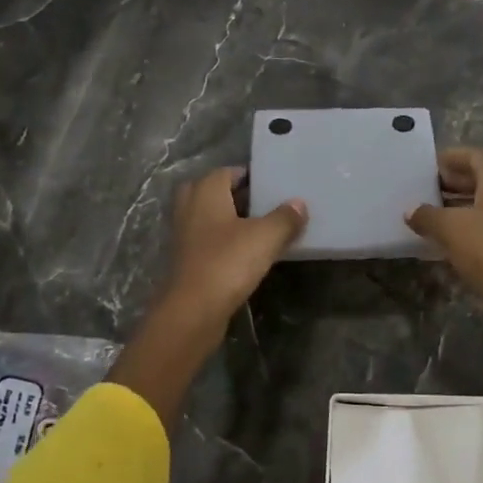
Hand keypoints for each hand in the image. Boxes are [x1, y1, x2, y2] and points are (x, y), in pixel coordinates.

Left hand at [159, 166, 307, 323]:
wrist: (193, 310)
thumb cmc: (228, 262)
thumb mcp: (266, 237)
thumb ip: (285, 218)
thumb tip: (299, 204)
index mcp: (206, 193)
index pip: (225, 172)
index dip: (246, 175)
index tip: (268, 184)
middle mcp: (189, 209)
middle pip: (209, 192)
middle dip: (230, 195)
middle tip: (258, 203)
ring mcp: (183, 237)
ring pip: (205, 218)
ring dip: (226, 220)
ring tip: (256, 228)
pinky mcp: (185, 262)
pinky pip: (205, 242)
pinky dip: (221, 242)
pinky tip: (244, 254)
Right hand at [406, 147, 482, 307]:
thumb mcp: (450, 229)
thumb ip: (427, 215)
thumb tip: (411, 210)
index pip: (475, 156)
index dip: (451, 158)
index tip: (427, 167)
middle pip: (480, 179)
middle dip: (451, 183)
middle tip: (423, 191)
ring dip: (458, 207)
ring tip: (428, 216)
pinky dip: (467, 229)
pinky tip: (446, 241)